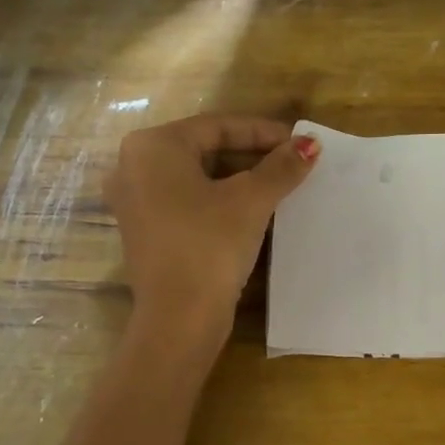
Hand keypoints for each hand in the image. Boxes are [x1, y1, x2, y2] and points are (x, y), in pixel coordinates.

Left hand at [105, 115, 317, 346]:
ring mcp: (136, 201)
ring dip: (239, 178)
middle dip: (252, 155)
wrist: (179, 318)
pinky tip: (252, 209)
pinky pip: (187, 201)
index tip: (299, 141)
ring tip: (280, 184)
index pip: (218, 126)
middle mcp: (134, 166)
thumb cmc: (210, 245)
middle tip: (292, 162)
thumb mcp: (251, 201)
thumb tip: (310, 145)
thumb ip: (281, 167)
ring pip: (197, 177)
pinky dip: (219, 199)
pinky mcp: (146, 230)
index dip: (263, 132)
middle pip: (206, 149)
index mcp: (153, 147)